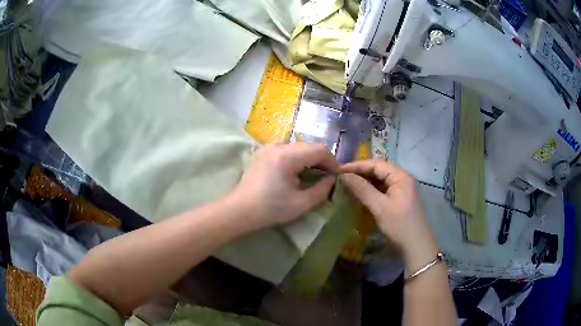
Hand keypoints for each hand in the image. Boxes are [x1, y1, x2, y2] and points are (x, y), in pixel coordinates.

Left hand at [230, 142, 337, 227]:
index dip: (332, 162)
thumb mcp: (302, 203)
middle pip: (309, 145)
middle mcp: (278, 145)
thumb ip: (323, 189)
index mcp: (288, 156)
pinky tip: (294, 170)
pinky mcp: (262, 152)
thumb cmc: (271, 209)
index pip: (319, 150)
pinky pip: (285, 148)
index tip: (336, 176)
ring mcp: (268, 147)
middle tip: (326, 176)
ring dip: (308, 157)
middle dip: (321, 160)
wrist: (241, 210)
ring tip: (312, 173)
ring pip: (297, 146)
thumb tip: (333, 178)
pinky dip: (295, 156)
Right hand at [339, 160, 438, 269]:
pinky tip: (360, 195)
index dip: (357, 165)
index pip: (376, 164)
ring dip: (364, 182)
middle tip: (341, 178)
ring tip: (348, 185)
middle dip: (360, 173)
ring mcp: (401, 190)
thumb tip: (344, 175)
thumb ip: (362, 189)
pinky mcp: (399, 200)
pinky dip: (370, 191)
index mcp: (400, 176)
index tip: (339, 170)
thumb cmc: (399, 225)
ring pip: (380, 181)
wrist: (416, 246)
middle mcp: (402, 179)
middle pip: (379, 171)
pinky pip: (382, 190)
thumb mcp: (379, 206)